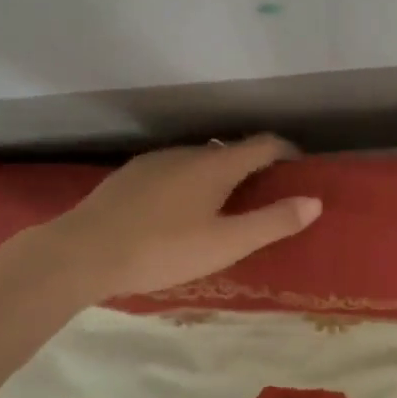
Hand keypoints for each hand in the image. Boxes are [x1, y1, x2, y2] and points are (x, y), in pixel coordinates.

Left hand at [55, 135, 321, 297]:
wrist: (81, 253)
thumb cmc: (162, 249)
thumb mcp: (226, 244)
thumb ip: (273, 222)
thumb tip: (315, 201)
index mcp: (215, 165)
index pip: (263, 144)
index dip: (287, 153)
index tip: (301, 169)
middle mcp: (186, 153)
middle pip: (230, 152)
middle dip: (254, 169)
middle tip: (265, 200)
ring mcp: (153, 162)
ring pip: (198, 162)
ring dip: (219, 177)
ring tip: (224, 209)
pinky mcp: (129, 177)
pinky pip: (173, 173)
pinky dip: (190, 185)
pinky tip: (180, 214)